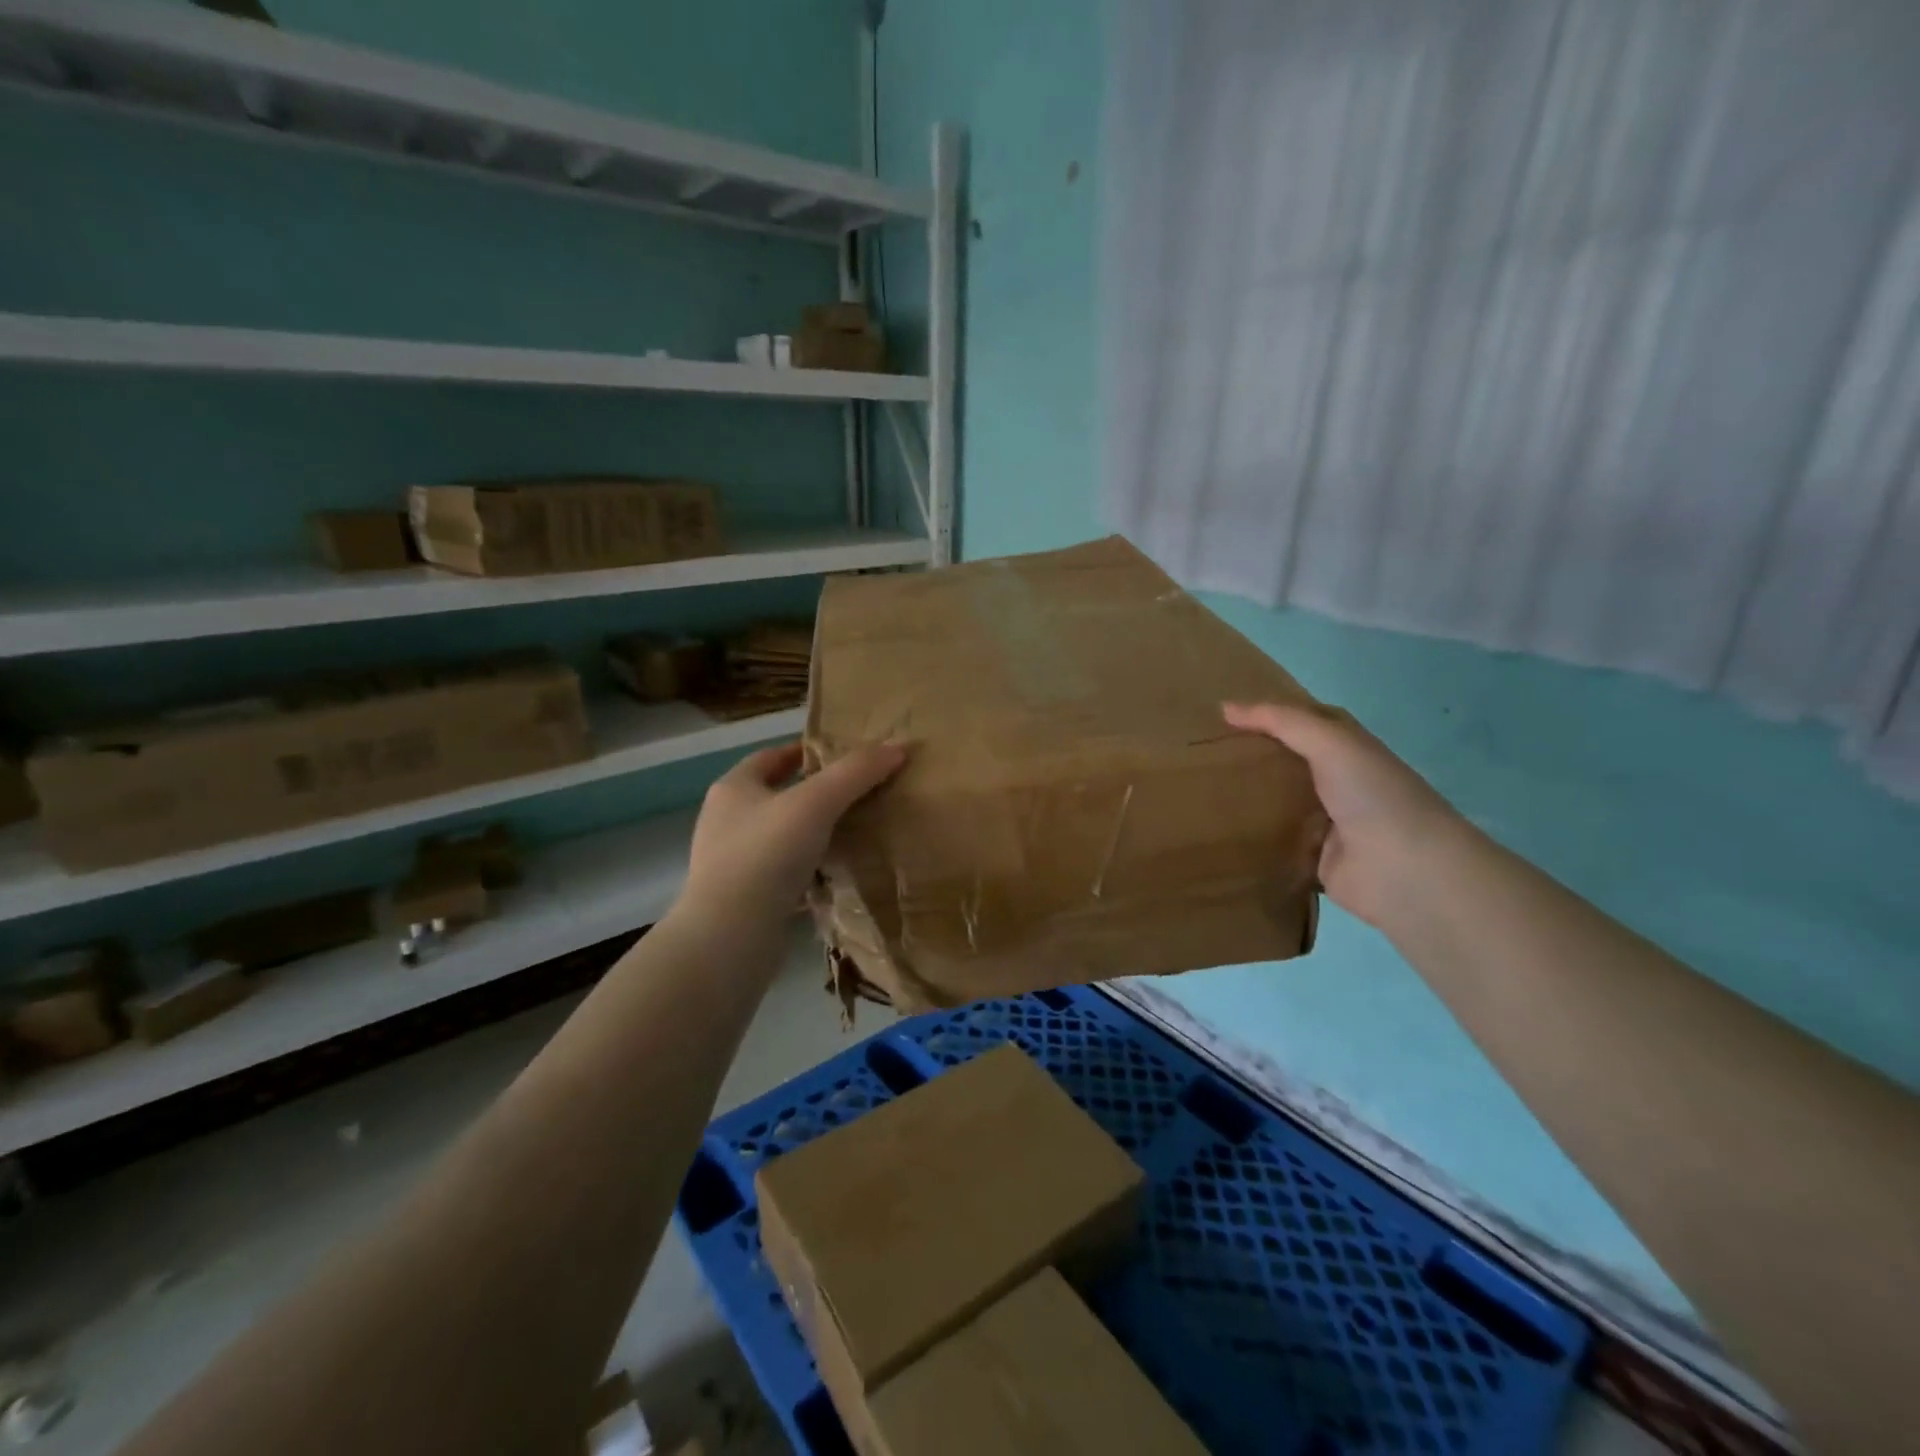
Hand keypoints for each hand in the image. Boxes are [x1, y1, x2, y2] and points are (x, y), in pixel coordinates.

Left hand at [679, 741, 905, 925]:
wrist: (729, 937)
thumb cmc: (766, 854)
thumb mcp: (816, 803)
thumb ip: (855, 773)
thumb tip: (897, 748)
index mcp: (733, 788)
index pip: (771, 757)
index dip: (805, 751)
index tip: (841, 754)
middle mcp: (726, 821)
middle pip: (776, 796)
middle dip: (813, 793)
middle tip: (856, 793)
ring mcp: (731, 863)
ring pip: (780, 837)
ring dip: (811, 833)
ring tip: (852, 831)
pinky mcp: (744, 899)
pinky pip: (782, 873)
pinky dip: (807, 870)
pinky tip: (835, 874)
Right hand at [1222, 701, 1465, 929]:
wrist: (1404, 869)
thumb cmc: (1372, 794)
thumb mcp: (1330, 742)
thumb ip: (1281, 721)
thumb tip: (1225, 708)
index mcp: (1348, 749)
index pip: (1304, 722)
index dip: (1269, 714)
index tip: (1223, 715)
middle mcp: (1339, 782)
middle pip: (1287, 763)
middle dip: (1252, 757)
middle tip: (1202, 752)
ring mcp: (1327, 823)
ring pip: (1279, 803)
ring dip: (1249, 799)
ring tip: (1200, 789)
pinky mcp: (1314, 859)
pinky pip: (1277, 844)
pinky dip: (1255, 840)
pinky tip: (1219, 831)